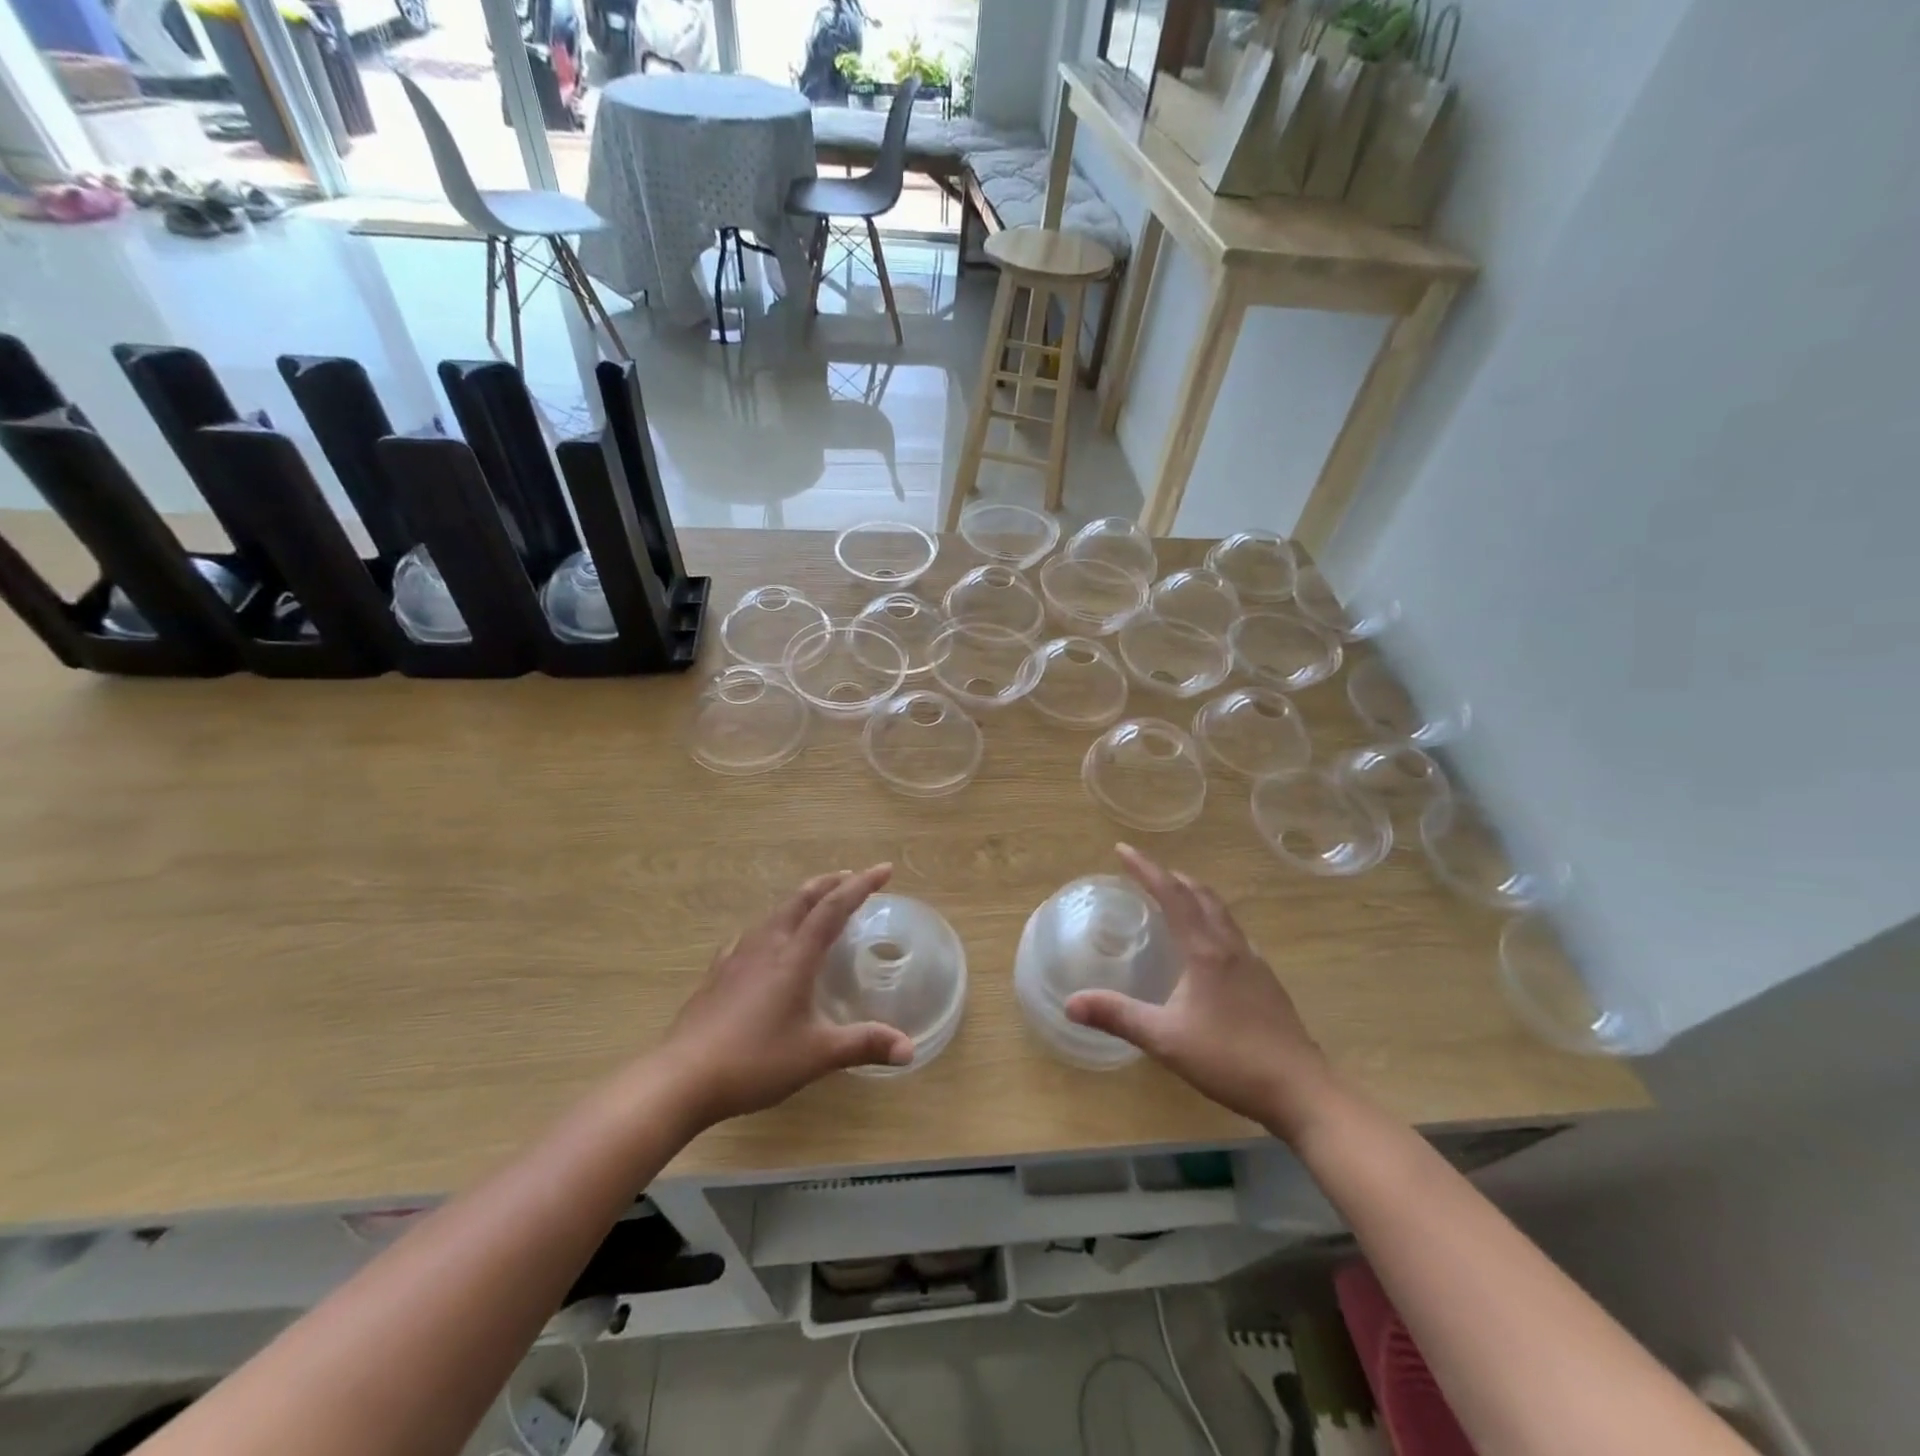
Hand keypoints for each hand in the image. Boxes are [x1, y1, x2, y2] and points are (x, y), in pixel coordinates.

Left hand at [660, 865, 913, 1125]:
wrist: (681, 1078)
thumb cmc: (754, 1061)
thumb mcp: (816, 1055)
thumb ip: (863, 1045)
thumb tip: (909, 1049)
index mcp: (794, 957)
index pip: (833, 908)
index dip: (861, 885)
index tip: (884, 869)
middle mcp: (767, 946)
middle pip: (801, 899)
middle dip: (831, 883)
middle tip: (853, 877)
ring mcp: (737, 957)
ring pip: (775, 913)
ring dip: (802, 900)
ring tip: (817, 903)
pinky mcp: (718, 973)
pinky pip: (752, 934)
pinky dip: (772, 925)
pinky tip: (766, 940)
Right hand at [1065, 845, 1338, 1141]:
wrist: (1301, 1091)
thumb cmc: (1229, 1059)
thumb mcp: (1164, 1039)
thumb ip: (1118, 1016)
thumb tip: (1070, 1003)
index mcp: (1206, 951)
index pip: (1172, 895)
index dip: (1146, 869)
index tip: (1122, 850)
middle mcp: (1231, 947)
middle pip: (1202, 896)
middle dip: (1172, 877)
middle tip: (1146, 872)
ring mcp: (1255, 963)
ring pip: (1222, 913)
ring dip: (1195, 896)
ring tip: (1175, 898)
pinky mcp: (1267, 983)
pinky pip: (1234, 934)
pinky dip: (1213, 921)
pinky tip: (1210, 946)